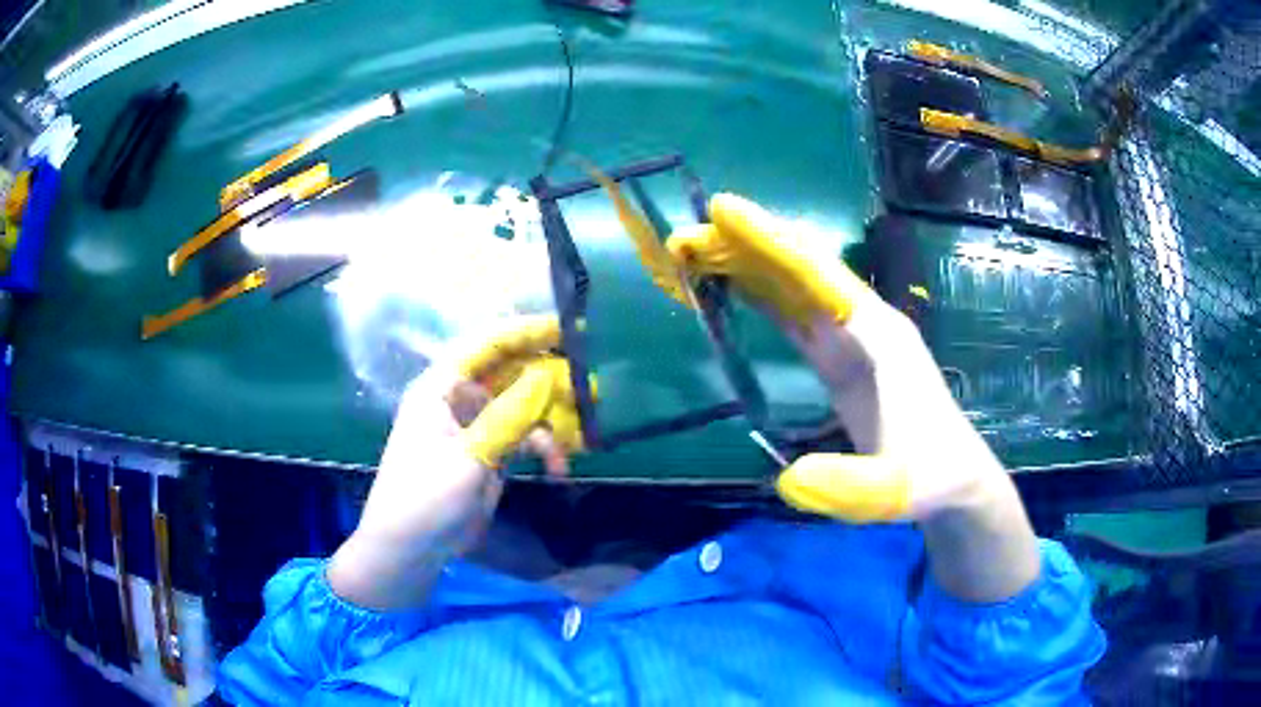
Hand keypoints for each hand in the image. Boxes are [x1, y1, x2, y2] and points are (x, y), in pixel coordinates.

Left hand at [328, 315, 585, 608]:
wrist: (411, 549)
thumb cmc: (425, 497)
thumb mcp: (468, 457)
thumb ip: (508, 416)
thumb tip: (547, 375)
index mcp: (441, 388)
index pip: (486, 345)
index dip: (524, 332)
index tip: (567, 329)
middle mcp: (459, 399)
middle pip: (510, 373)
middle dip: (549, 379)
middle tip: (590, 386)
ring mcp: (477, 427)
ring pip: (523, 406)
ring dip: (552, 418)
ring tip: (584, 434)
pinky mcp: (490, 453)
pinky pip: (524, 437)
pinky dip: (544, 448)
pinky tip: (558, 468)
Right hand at [668, 194, 1038, 599]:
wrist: (951, 480)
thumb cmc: (928, 477)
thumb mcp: (891, 490)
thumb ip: (848, 487)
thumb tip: (788, 480)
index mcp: (878, 336)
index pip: (817, 274)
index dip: (769, 241)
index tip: (721, 210)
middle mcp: (863, 324)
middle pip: (797, 270)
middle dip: (742, 248)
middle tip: (683, 239)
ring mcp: (851, 339)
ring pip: (791, 288)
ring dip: (744, 267)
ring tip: (692, 254)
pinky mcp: (840, 359)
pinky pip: (792, 316)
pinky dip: (758, 297)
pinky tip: (729, 288)